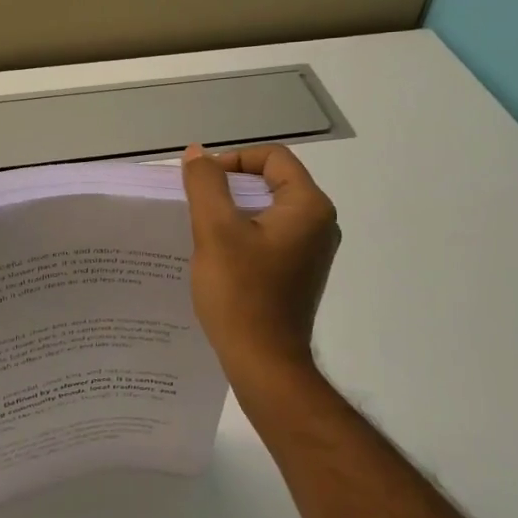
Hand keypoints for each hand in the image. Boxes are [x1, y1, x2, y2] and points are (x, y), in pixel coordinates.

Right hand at [180, 144, 340, 382]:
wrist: (264, 363)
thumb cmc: (241, 293)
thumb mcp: (215, 231)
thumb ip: (205, 184)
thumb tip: (198, 154)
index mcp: (309, 206)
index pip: (272, 158)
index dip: (232, 161)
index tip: (202, 184)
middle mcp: (320, 223)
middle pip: (272, 181)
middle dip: (230, 187)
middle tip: (197, 206)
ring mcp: (312, 250)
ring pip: (268, 210)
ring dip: (234, 212)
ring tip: (203, 231)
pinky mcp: (300, 271)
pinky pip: (270, 235)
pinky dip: (244, 235)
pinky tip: (219, 255)